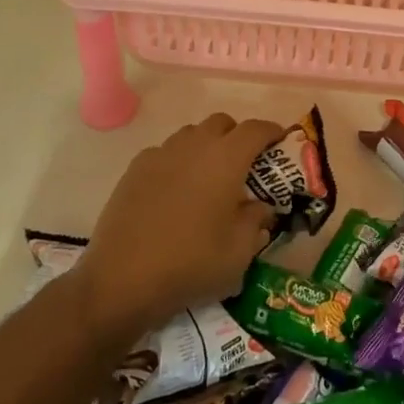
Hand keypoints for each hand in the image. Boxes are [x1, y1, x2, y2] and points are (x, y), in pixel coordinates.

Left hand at [69, 112, 285, 341]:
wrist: (122, 280)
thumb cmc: (191, 263)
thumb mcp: (239, 251)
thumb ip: (256, 221)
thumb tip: (259, 207)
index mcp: (226, 158)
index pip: (256, 129)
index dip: (272, 131)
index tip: (280, 142)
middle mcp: (194, 145)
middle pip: (222, 123)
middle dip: (237, 136)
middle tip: (245, 165)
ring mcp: (161, 154)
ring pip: (192, 135)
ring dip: (206, 146)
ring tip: (209, 178)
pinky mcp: (135, 169)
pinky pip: (165, 153)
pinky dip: (178, 162)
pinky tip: (176, 192)